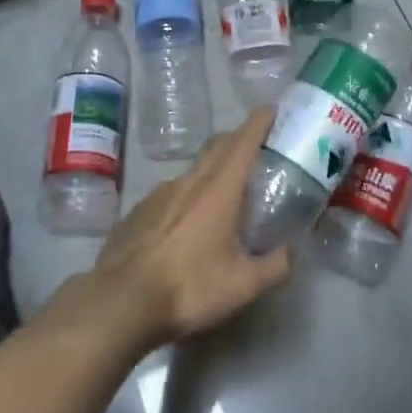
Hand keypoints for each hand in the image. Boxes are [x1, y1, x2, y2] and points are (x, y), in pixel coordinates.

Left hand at [91, 107, 291, 348]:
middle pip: (218, 146)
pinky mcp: (139, 210)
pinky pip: (172, 194)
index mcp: (218, 188)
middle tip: (259, 151)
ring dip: (213, 172)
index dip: (260, 121)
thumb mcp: (243, 286)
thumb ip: (275, 266)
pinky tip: (190, 226)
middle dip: (239, 140)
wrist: (120, 302)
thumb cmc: (189, 287)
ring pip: (194, 170)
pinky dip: (189, 197)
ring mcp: (159, 193)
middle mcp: (189, 180)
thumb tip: (291, 253)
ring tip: (226, 197)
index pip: (243, 140)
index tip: (273, 111)